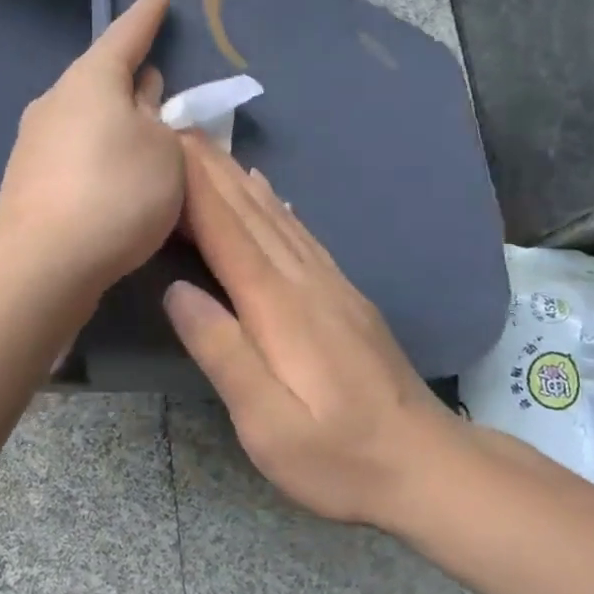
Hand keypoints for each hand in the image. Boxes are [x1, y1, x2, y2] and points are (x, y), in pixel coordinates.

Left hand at [0, 0, 183, 293]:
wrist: (42, 264)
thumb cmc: (116, 192)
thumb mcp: (165, 152)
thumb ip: (163, 124)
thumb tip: (141, 109)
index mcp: (91, 79)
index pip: (127, 33)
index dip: (148, 15)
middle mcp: (57, 102)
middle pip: (104, 79)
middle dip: (135, 80)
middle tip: (163, 85)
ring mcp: (36, 143)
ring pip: (90, 120)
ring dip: (120, 125)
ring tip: (150, 141)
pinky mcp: (30, 183)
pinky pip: (78, 155)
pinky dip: (103, 158)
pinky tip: (120, 182)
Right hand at [162, 134, 465, 524]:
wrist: (428, 466)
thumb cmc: (339, 457)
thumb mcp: (268, 424)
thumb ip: (223, 353)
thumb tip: (176, 290)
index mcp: (279, 307)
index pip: (228, 232)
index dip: (195, 187)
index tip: (165, 144)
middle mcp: (305, 281)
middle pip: (250, 213)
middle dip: (210, 169)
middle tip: (176, 128)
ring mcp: (330, 285)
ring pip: (276, 217)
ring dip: (237, 178)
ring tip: (209, 149)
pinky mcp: (344, 296)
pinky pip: (301, 234)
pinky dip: (275, 204)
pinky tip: (266, 191)